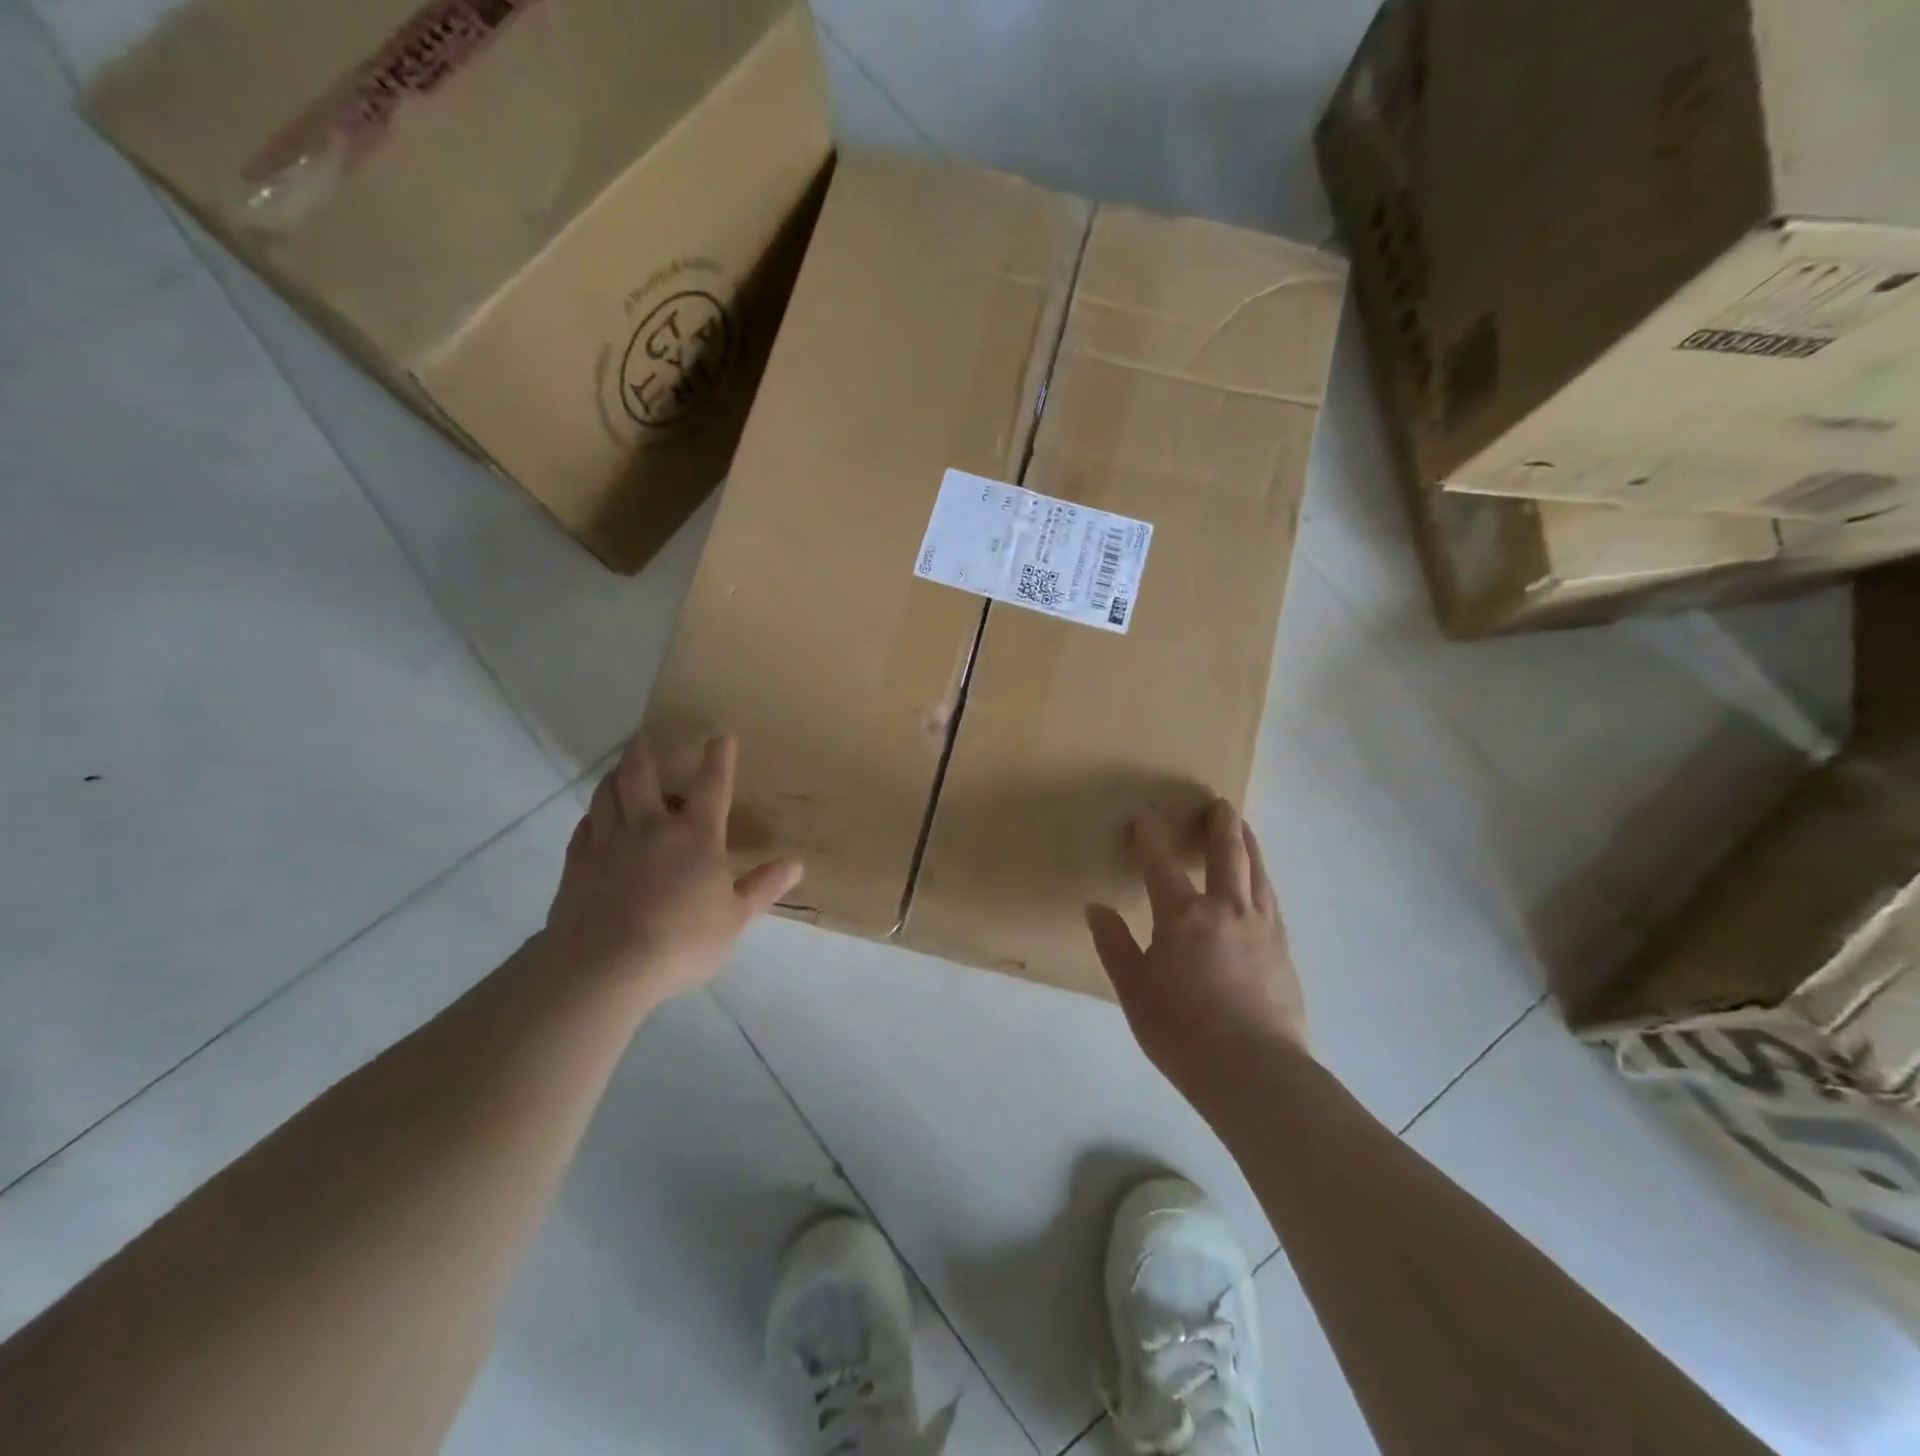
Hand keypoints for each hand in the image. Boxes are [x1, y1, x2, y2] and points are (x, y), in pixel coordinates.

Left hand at [539, 734, 801, 1007]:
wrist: (606, 965)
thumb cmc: (682, 940)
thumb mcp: (734, 918)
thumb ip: (763, 887)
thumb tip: (795, 865)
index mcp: (696, 835)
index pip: (712, 785)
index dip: (719, 758)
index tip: (722, 737)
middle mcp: (651, 826)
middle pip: (642, 775)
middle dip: (645, 752)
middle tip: (645, 738)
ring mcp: (609, 841)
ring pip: (607, 793)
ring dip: (615, 775)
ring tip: (620, 768)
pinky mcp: (578, 862)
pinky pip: (585, 825)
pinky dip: (593, 814)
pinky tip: (595, 818)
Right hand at [1087, 799, 1308, 1100]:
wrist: (1255, 1072)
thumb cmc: (1182, 1031)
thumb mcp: (1134, 990)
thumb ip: (1115, 946)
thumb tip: (1096, 909)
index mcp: (1183, 916)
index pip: (1160, 865)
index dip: (1149, 838)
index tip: (1143, 819)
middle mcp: (1226, 910)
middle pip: (1226, 855)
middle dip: (1219, 826)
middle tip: (1219, 803)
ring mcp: (1261, 928)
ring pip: (1256, 873)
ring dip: (1248, 845)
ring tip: (1244, 827)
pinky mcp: (1283, 950)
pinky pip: (1272, 901)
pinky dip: (1263, 880)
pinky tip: (1262, 884)